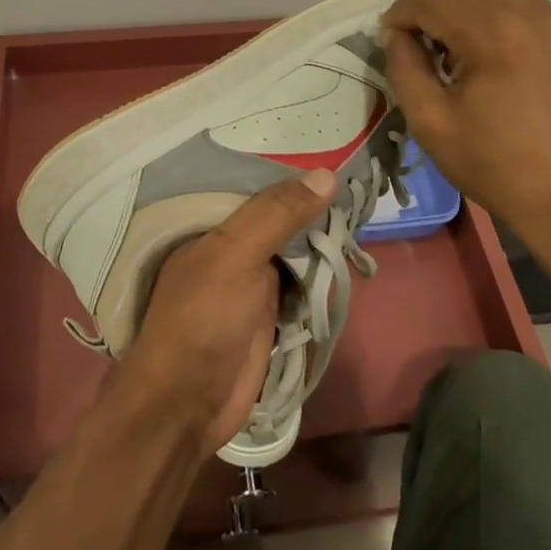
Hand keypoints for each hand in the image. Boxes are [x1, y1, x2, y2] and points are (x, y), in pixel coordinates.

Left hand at [119, 171, 338, 457]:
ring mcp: (252, 280)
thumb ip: (276, 214)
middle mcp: (232, 246)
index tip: (330, 145)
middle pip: (279, 215)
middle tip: (361, 173)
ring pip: (294, 248)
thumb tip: (327, 174)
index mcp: (211, 224)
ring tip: (362, 201)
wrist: (188, 404)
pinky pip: (303, 282)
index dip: (289, 165)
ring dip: (321, 235)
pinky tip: (350, 250)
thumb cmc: (202, 319)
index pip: (254, 182)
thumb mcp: (235, 255)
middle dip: (312, 201)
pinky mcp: (270, 313)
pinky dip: (322, 271)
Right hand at [382, 0, 550, 281]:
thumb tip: (397, 34)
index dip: (400, 15)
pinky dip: (508, 23)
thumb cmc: (496, 166)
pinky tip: (505, 66)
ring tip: (466, 54)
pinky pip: (534, 10)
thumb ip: (404, 66)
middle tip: (426, 38)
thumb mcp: (430, 122)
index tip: (389, 36)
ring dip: (472, 9)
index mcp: (494, 33)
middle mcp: (535, 12)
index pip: (431, 0)